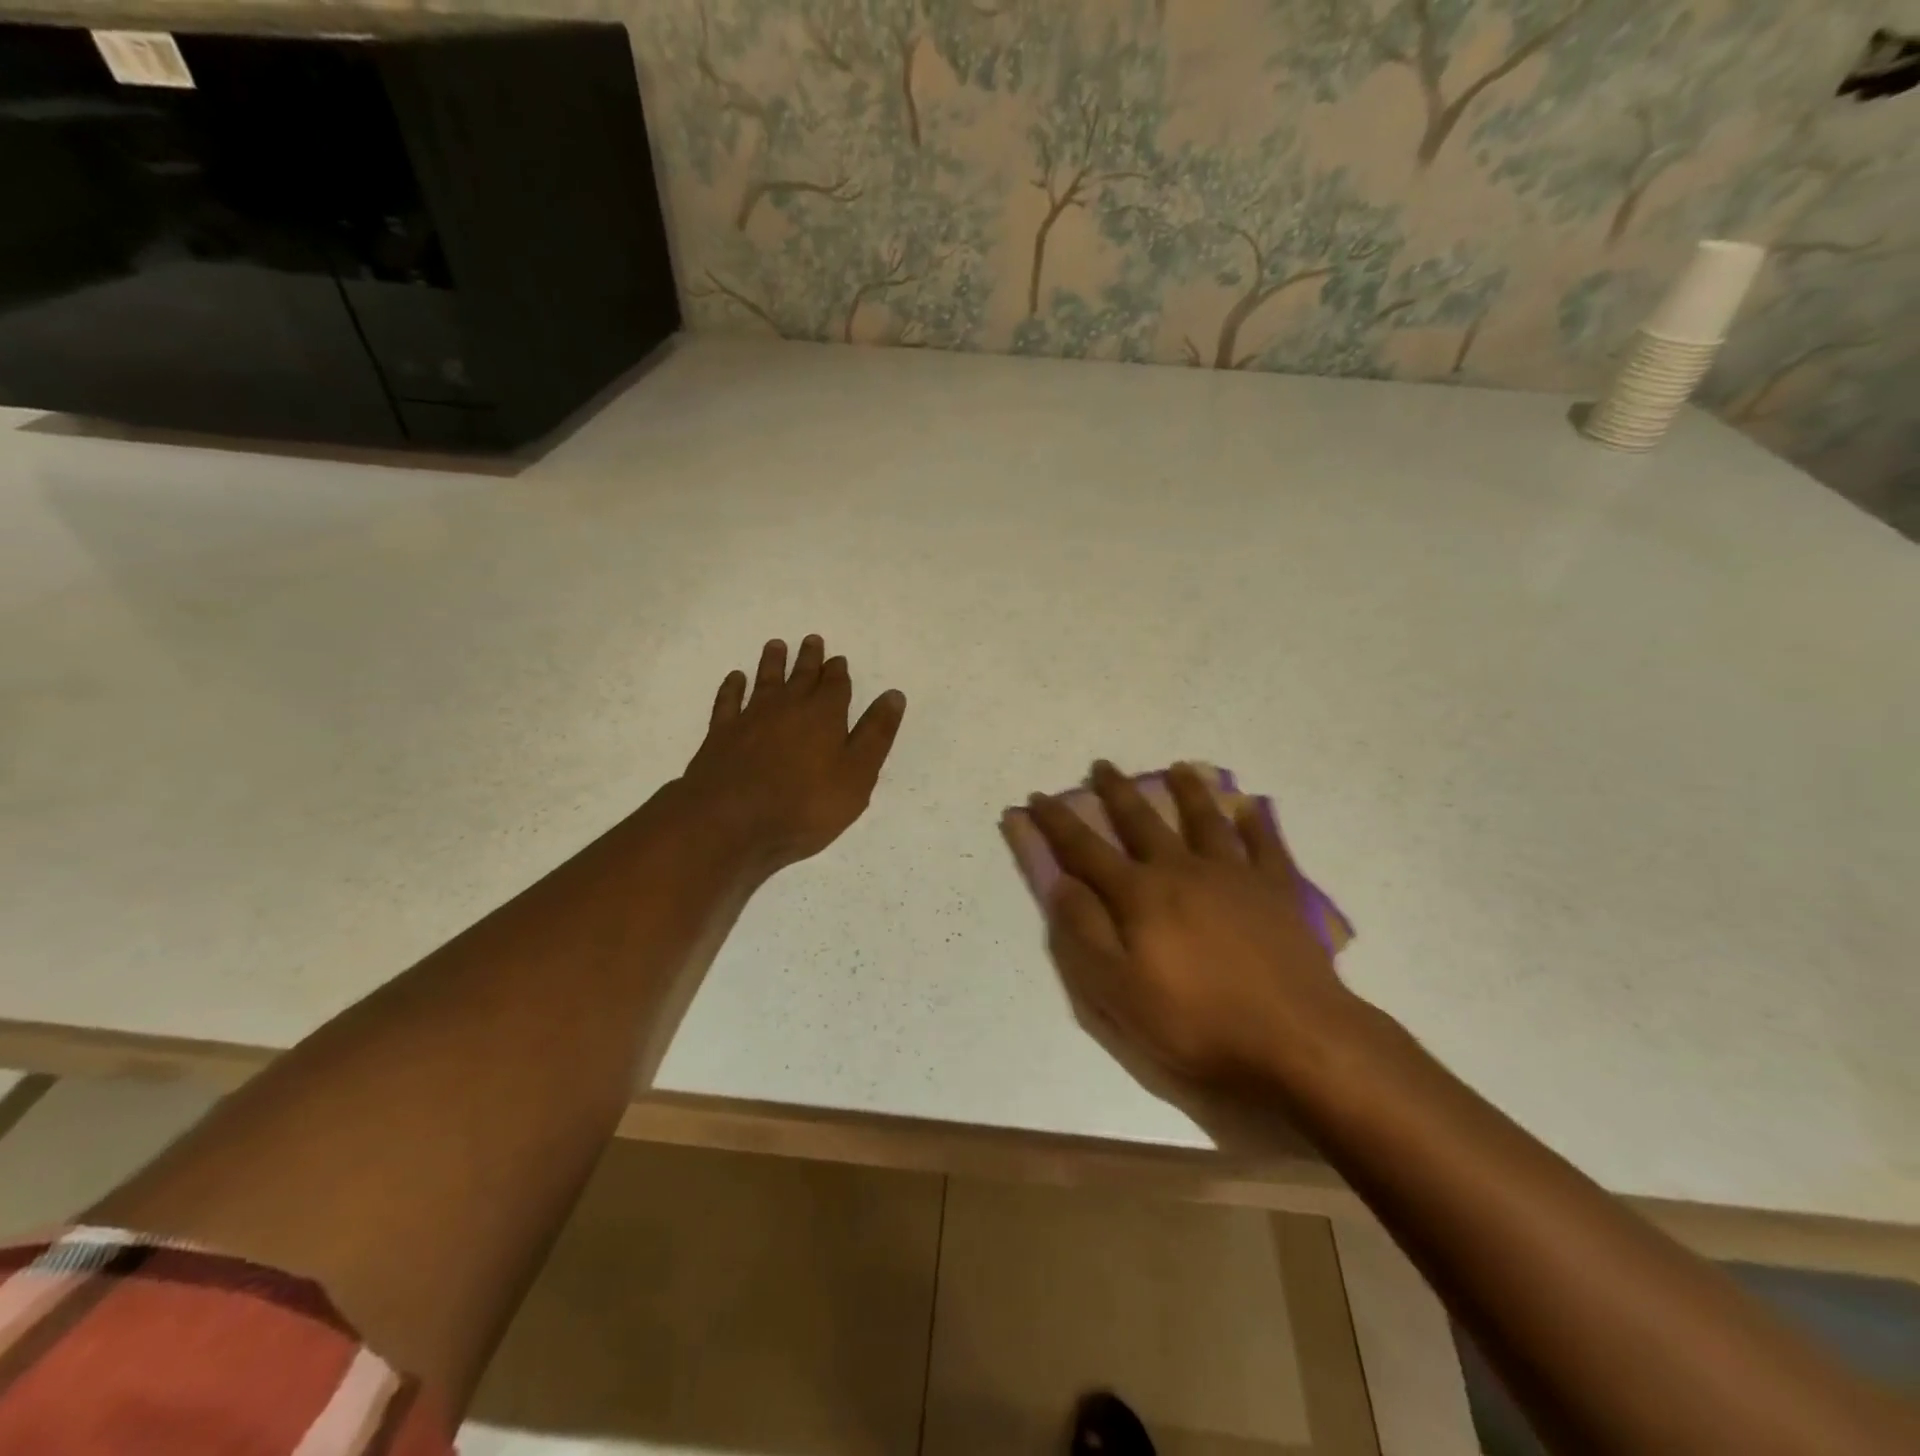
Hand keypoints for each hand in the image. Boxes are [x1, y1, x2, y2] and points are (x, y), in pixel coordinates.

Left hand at [680, 636, 906, 874]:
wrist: (730, 819)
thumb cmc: (804, 804)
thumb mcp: (857, 775)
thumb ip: (875, 734)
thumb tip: (894, 695)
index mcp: (825, 715)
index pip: (836, 685)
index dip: (838, 671)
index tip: (838, 659)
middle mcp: (789, 707)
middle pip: (801, 676)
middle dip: (809, 659)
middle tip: (811, 640)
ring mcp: (752, 717)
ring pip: (765, 680)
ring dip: (772, 662)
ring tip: (776, 645)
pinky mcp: (722, 733)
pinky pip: (729, 701)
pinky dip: (733, 687)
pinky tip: (735, 678)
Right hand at [1024, 761, 1363, 1092]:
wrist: (1295, 1038)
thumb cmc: (1197, 1021)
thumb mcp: (1118, 992)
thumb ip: (1085, 932)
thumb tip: (1060, 883)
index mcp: (1140, 895)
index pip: (1085, 849)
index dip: (1057, 823)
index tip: (1038, 797)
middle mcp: (1182, 870)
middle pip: (1142, 821)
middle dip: (1117, 792)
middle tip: (1102, 766)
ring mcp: (1234, 875)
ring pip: (1204, 820)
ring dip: (1187, 790)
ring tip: (1178, 767)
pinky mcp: (1277, 890)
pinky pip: (1265, 845)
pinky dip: (1256, 823)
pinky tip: (1251, 806)